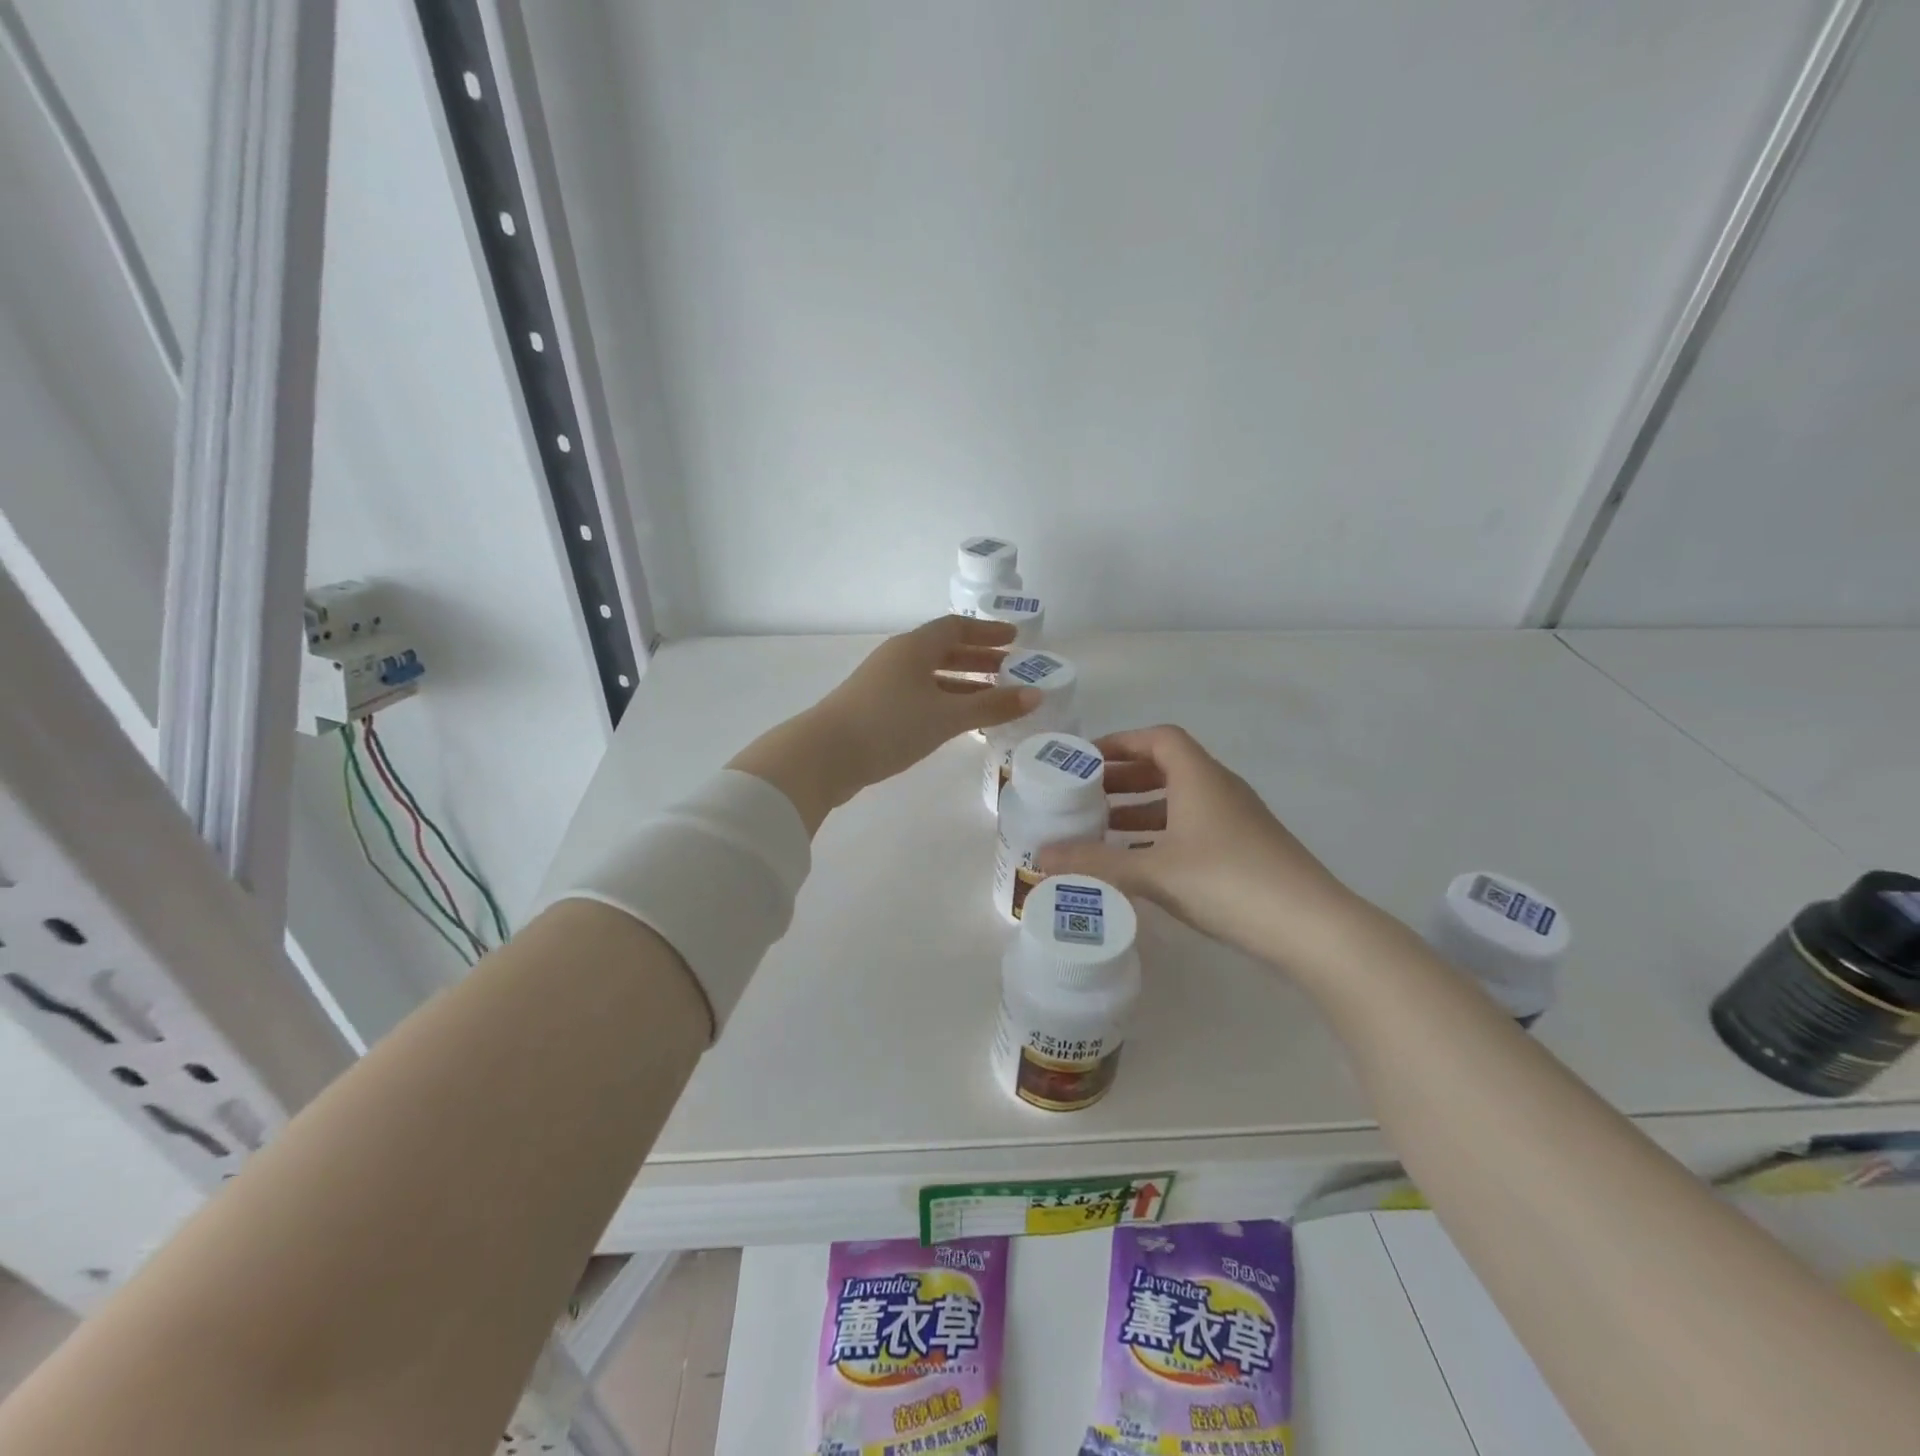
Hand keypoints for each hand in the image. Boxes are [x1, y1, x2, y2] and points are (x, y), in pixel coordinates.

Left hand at [730, 616, 1039, 831]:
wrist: (824, 755)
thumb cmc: (890, 725)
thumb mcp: (946, 716)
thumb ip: (992, 706)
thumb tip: (1036, 695)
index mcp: (914, 647)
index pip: (956, 627)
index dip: (987, 632)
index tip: (1015, 639)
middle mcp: (898, 659)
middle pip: (944, 651)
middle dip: (979, 659)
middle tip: (1011, 670)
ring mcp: (883, 684)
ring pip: (931, 676)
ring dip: (962, 684)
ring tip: (993, 698)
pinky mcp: (875, 710)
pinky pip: (919, 697)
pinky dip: (944, 703)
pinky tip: (958, 722)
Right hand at [1036, 725, 1363, 969]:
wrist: (1312, 928)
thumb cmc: (1228, 881)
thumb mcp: (1154, 871)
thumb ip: (1096, 862)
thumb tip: (1040, 857)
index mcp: (1199, 777)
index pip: (1159, 738)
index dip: (1121, 742)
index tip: (1087, 758)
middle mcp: (1220, 789)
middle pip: (1167, 767)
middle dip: (1124, 778)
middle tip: (1085, 796)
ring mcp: (1237, 821)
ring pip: (1180, 801)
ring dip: (1141, 810)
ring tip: (1102, 830)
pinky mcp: (1245, 851)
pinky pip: (1193, 828)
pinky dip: (1162, 835)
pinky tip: (1140, 862)